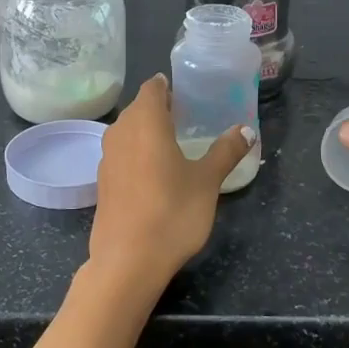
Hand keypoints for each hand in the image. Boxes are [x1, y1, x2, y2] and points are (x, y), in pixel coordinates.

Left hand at [89, 75, 254, 291]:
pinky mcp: (102, 181)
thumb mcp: (207, 181)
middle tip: (187, 117)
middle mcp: (121, 132)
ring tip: (173, 142)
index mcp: (146, 122)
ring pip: (127, 130)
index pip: (152, 88)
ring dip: (147, 130)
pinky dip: (136, 152)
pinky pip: (121, 153)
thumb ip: (225, 152)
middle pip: (139, 108)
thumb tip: (246, 130)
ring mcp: (107, 157)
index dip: (168, 87)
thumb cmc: (172, 212)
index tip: (186, 92)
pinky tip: (154, 171)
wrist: (127, 260)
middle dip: (160, 108)